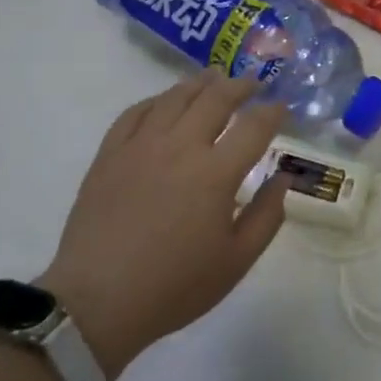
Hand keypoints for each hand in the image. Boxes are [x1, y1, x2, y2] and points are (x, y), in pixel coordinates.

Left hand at [42, 71, 287, 380]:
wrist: (98, 302)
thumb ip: (267, 216)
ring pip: (175, 97)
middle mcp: (181, 146)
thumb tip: (282, 177)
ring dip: (200, 83)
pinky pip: (135, 112)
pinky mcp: (110, 153)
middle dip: (240, 86)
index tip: (281, 107)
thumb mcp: (236, 261)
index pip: (254, 126)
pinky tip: (165, 101)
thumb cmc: (174, 287)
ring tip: (214, 77)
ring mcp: (141, 145)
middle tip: (253, 83)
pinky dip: (156, 100)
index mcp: (216, 173)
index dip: (273, 112)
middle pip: (216, 98)